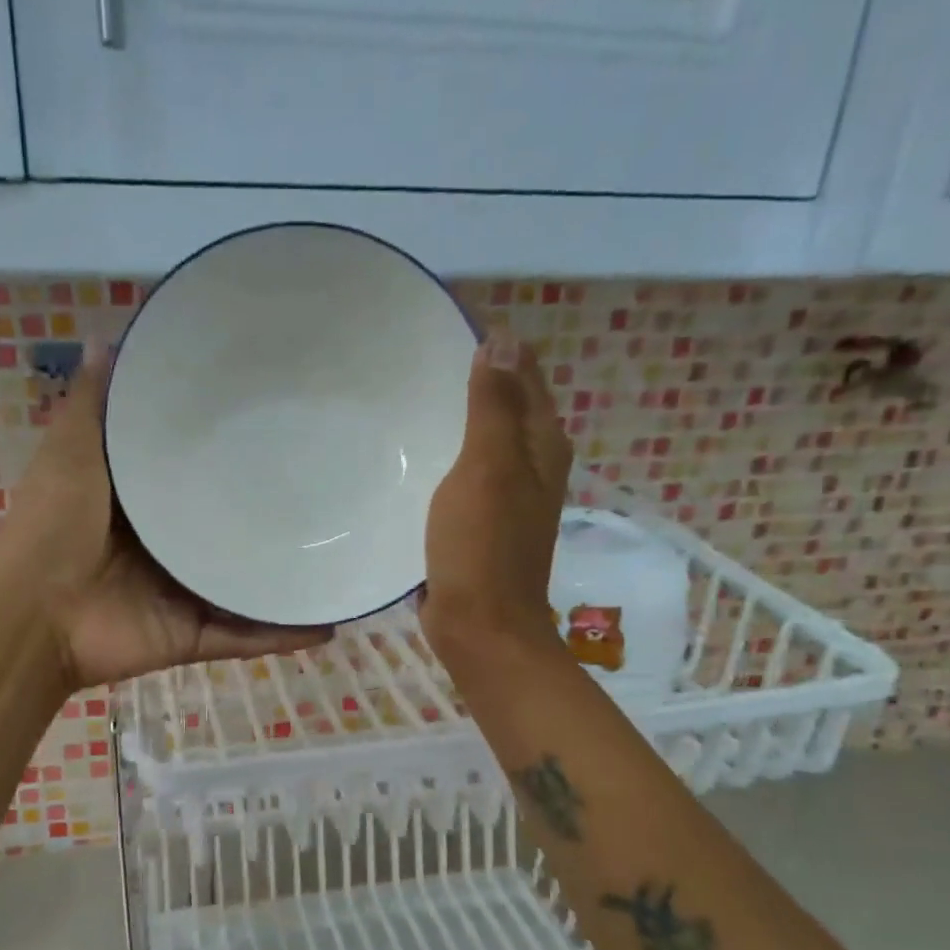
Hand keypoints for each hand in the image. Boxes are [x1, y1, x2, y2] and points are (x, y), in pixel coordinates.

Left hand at [0, 342, 334, 691]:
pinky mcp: (193, 635)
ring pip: (245, 583)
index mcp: (142, 504)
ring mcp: (184, 594)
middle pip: (228, 528)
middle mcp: (168, 547)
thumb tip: (108, 338)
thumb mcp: (72, 453)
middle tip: (330, 485)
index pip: (195, 472)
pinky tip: (329, 620)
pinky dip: (283, 634)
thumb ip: (93, 406)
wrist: (32, 618)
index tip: (277, 418)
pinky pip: (246, 636)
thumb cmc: (52, 528)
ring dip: (287, 575)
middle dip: (270, 513)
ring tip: (344, 553)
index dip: (231, 448)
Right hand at [419, 336, 573, 656]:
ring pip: (482, 437)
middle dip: (472, 375)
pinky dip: (443, 453)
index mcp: (541, 444)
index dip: (495, 345)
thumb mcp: (489, 468)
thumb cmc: (483, 545)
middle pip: (505, 403)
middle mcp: (532, 464)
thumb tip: (504, 339)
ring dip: (454, 415)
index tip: (446, 323)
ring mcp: (506, 494)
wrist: (480, 625)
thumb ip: (495, 406)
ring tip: (408, 393)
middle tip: (416, 352)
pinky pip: (463, 470)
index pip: (524, 373)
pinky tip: (412, 450)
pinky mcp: (480, 519)